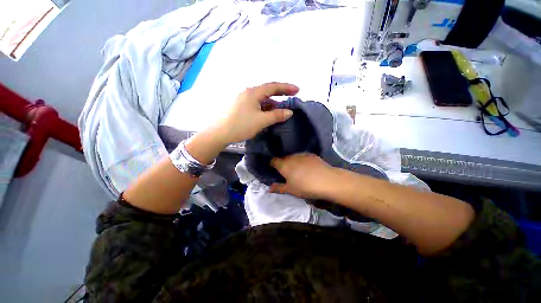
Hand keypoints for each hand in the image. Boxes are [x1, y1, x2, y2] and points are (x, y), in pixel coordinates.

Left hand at [216, 82, 298, 143]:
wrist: (220, 133)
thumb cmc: (241, 125)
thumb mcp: (261, 120)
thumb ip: (277, 115)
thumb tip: (290, 112)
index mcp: (253, 92)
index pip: (273, 86)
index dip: (286, 87)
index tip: (298, 90)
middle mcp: (248, 93)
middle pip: (268, 91)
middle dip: (280, 95)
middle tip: (292, 98)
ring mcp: (243, 99)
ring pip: (262, 99)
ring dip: (272, 104)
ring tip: (281, 111)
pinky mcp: (240, 107)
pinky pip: (256, 105)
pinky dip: (265, 108)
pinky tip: (268, 115)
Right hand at [269, 153, 335, 198]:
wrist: (327, 180)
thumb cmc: (305, 187)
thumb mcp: (290, 190)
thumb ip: (278, 188)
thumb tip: (269, 188)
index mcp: (283, 165)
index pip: (273, 161)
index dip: (272, 164)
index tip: (274, 170)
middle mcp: (291, 157)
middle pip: (283, 158)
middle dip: (283, 164)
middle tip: (287, 173)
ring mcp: (302, 154)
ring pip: (293, 157)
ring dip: (293, 162)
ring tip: (298, 170)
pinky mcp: (311, 154)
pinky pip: (302, 157)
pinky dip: (302, 161)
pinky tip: (307, 167)